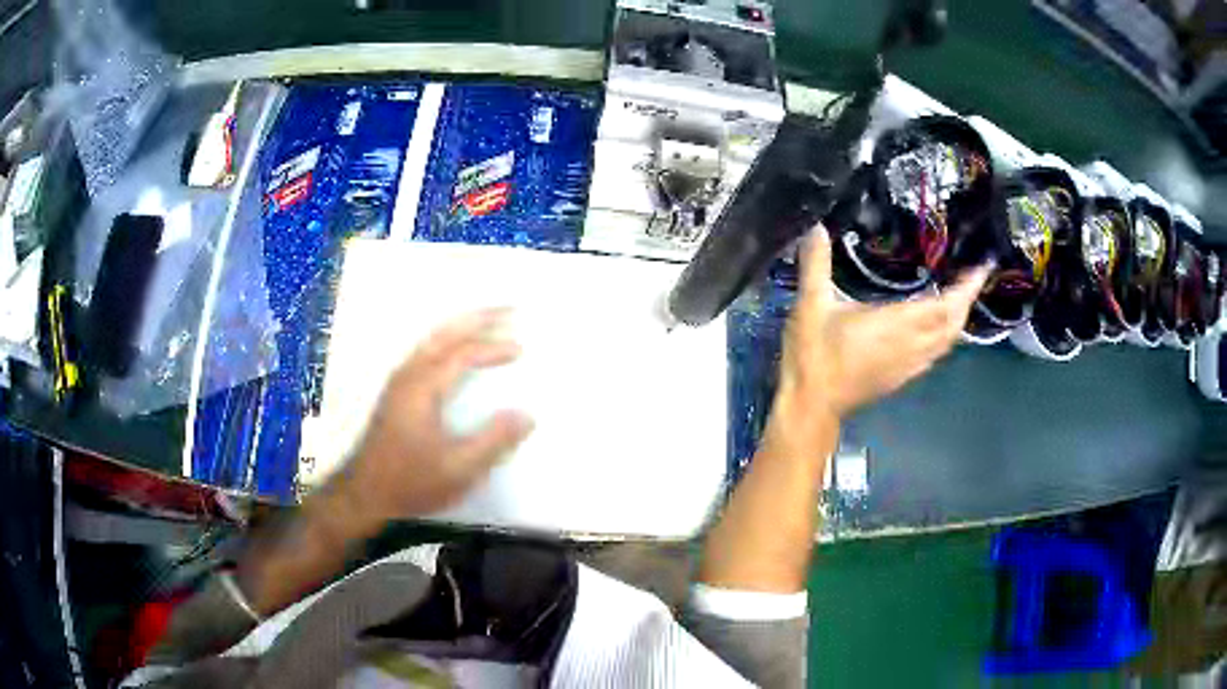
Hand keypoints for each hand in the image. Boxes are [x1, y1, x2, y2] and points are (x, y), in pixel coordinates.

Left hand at [343, 309, 534, 525]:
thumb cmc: (411, 482)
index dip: (493, 348)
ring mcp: (398, 382)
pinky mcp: (395, 392)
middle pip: (444, 334)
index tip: (521, 349)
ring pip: (431, 339)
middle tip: (508, 307)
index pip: (462, 355)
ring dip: (460, 325)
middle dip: (477, 318)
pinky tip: (454, 347)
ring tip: (486, 320)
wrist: (364, 493)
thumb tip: (526, 415)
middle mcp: (408, 376)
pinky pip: (424, 350)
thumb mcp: (459, 469)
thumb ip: (493, 441)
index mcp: (423, 389)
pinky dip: (446, 338)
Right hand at [772, 225, 990, 430]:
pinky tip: (933, 328)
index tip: (982, 267)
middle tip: (972, 277)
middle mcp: (912, 346)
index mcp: (897, 324)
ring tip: (957, 298)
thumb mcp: (811, 304)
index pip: (946, 306)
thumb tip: (817, 226)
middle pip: (953, 325)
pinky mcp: (900, 378)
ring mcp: (908, 365)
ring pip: (946, 342)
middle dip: (967, 301)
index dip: (967, 288)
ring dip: (957, 320)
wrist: (811, 405)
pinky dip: (943, 336)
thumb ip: (816, 263)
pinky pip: (934, 354)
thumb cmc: (815, 355)